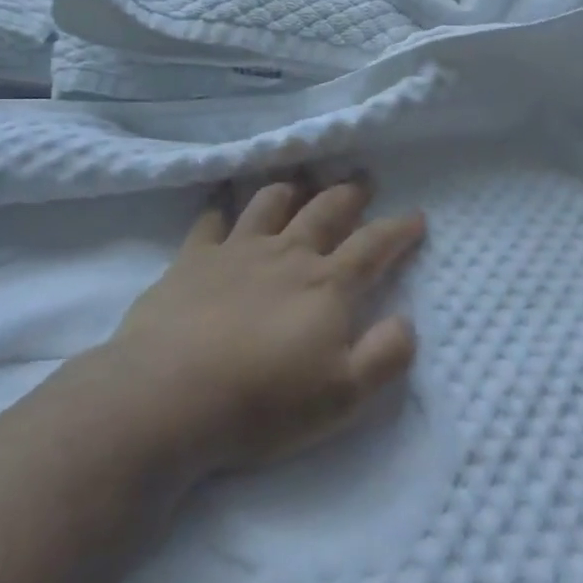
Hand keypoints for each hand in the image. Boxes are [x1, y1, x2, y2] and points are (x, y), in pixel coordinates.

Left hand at [98, 179, 425, 477]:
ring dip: (290, 190)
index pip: (374, 246)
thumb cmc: (263, 401)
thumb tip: (406, 322)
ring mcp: (236, 251)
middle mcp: (286, 255)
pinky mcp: (191, 260)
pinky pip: (210, 221)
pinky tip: (222, 206)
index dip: (398, 229)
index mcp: (326, 285)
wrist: (166, 397)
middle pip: (324, 211)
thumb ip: (384, 356)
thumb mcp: (342, 396)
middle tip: (362, 181)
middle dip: (349, 194)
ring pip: (269, 203)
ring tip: (299, 184)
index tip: (415, 216)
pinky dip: (221, 208)